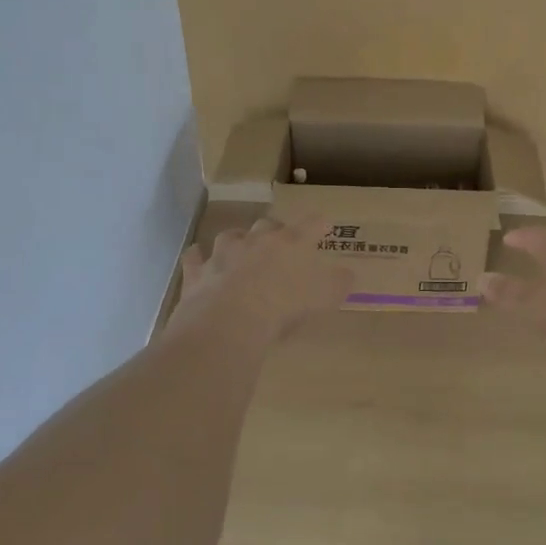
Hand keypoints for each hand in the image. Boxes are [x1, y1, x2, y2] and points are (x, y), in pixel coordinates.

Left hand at [167, 216, 352, 345]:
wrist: (230, 320)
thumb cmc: (284, 306)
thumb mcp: (324, 298)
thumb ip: (338, 284)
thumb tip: (349, 274)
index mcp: (290, 243)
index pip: (310, 225)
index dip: (318, 224)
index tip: (323, 224)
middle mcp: (256, 241)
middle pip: (267, 224)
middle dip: (274, 230)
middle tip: (280, 241)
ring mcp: (223, 253)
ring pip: (230, 236)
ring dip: (237, 240)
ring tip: (240, 247)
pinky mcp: (198, 272)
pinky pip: (196, 257)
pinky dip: (198, 257)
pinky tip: (199, 258)